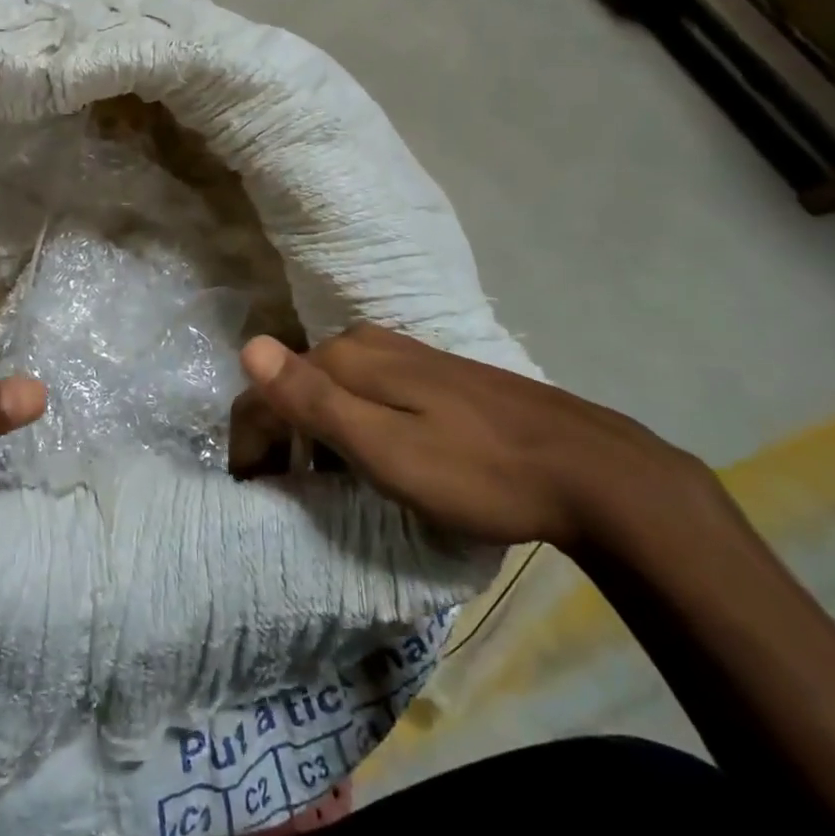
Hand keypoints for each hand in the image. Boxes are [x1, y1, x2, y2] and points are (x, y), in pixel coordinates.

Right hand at [230, 325, 711, 550]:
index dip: (250, 439)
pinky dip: (346, 426)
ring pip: (329, 388)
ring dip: (310, 433)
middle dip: (277, 435)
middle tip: (278, 491)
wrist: (587, 470)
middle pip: (296, 384)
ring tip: (315, 484)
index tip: (250, 491)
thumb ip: (313, 399)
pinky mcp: (430, 374)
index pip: (269, 388)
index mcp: (347, 358)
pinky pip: (363, 392)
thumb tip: (247, 347)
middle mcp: (367, 343)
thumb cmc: (475, 470)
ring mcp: (403, 354)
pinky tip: (365, 460)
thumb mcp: (384, 447)